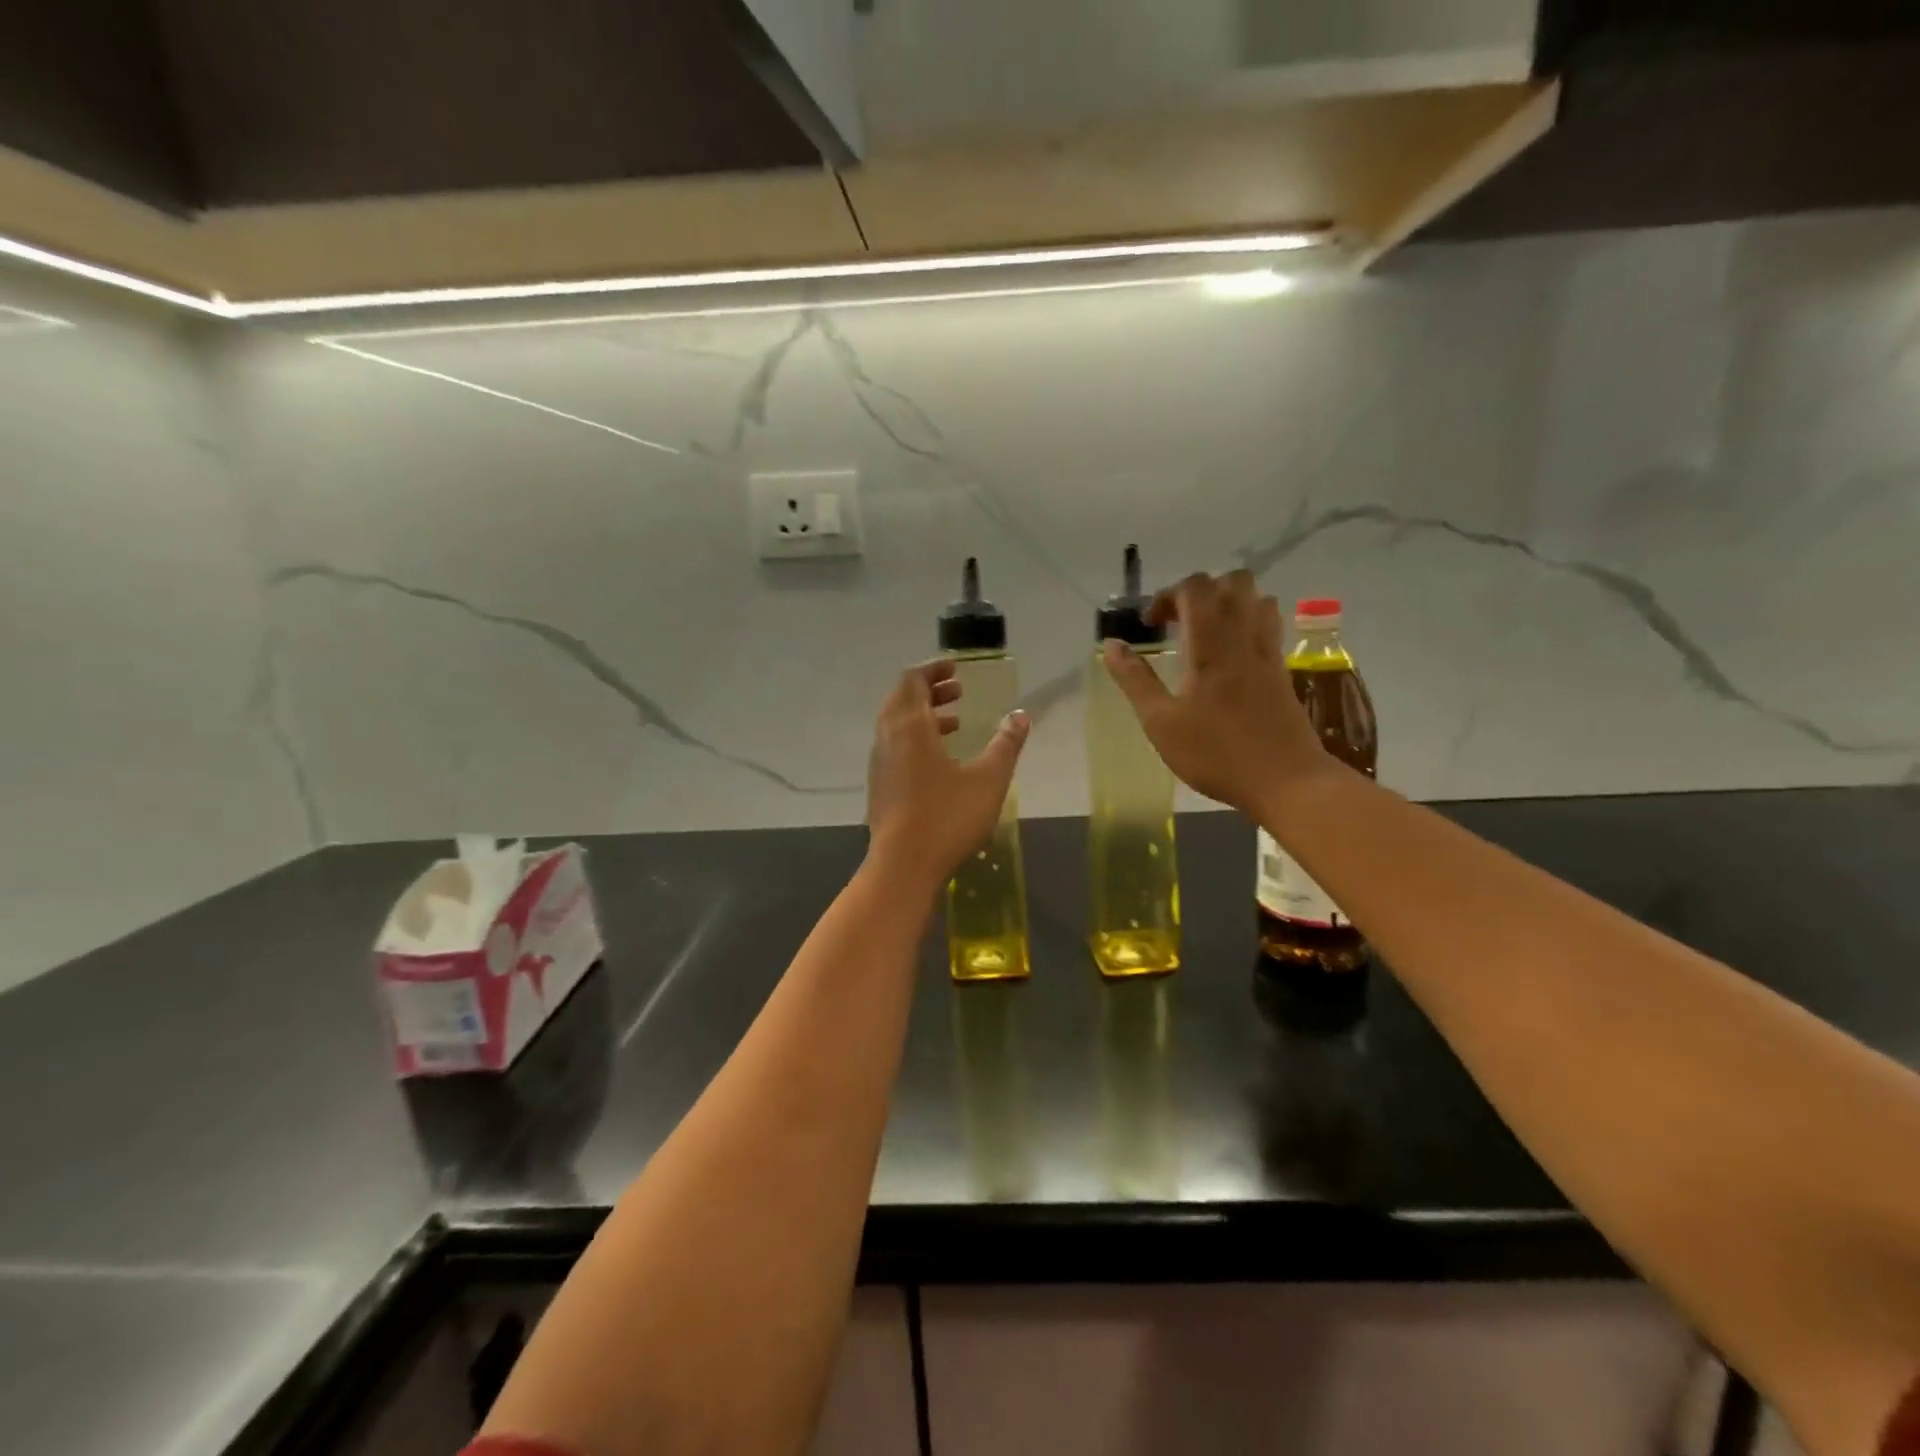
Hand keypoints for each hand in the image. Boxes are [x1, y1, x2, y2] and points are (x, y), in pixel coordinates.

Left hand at [865, 659, 1029, 890]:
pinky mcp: (880, 786)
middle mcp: (888, 738)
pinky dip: (916, 738)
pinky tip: (940, 760)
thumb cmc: (947, 817)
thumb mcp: (989, 779)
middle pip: (902, 699)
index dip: (933, 670)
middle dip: (929, 690)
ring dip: (923, 715)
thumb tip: (1020, 715)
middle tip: (957, 690)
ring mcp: (880, 763)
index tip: (955, 668)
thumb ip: (1006, 744)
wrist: (902, 865)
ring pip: (897, 725)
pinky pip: (895, 746)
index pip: (913, 681)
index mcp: (910, 727)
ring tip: (955, 721)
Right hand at [1101, 570, 1333, 816]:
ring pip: (1256, 598)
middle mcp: (1244, 636)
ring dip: (1228, 603)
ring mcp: (1269, 651)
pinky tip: (1230, 655)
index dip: (1167, 596)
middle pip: (1232, 581)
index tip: (1150, 627)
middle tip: (1178, 623)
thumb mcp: (1161, 722)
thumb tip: (1111, 646)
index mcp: (1211, 643)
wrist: (1287, 781)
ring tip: (1205, 633)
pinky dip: (1247, 623)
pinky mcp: (1282, 669)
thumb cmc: (1216, 753)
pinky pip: (1269, 624)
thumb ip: (1135, 680)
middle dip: (1200, 592)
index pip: (1194, 588)